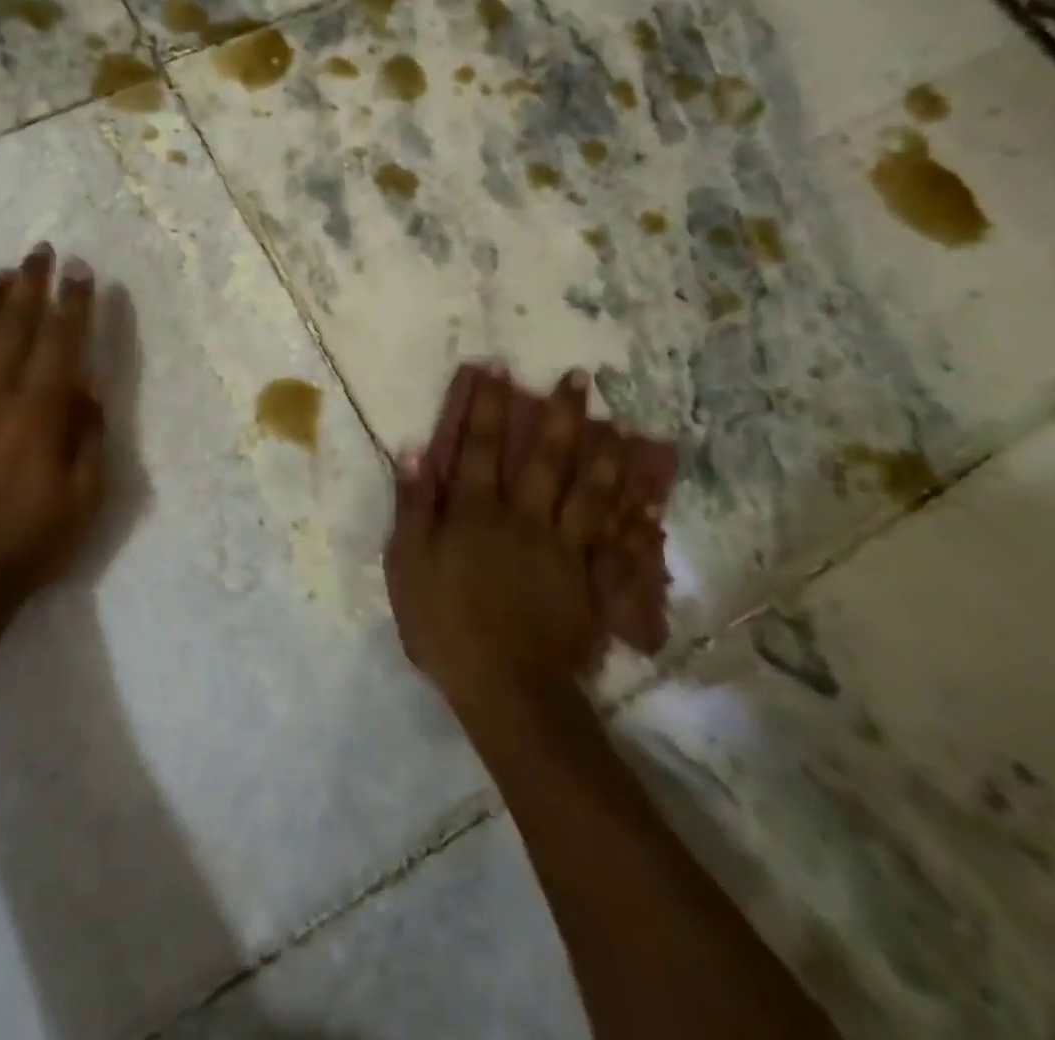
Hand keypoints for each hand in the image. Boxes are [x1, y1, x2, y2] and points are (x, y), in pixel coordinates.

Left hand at [0, 245, 105, 609]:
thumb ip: (90, 436)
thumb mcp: (87, 497)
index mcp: (38, 413)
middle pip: (13, 326)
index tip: (80, 271)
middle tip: (41, 252)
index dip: (73, 303)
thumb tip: (85, 389)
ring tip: (0, 275)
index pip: (61, 341)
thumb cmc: (32, 542)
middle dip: (31, 284)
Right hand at [384, 366, 645, 707]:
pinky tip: (646, 495)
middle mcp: (524, 518)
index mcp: (476, 513)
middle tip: (579, 377)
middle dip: (560, 413)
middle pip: (544, 457)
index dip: (485, 405)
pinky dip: (633, 514)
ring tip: (620, 419)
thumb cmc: (445, 623)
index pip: (478, 446)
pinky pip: (617, 539)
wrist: (506, 687)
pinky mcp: (590, 580)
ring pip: (589, 490)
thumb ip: (414, 506)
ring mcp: (564, 548)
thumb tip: (414, 451)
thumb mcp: (409, 565)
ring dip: (604, 451)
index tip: (496, 367)